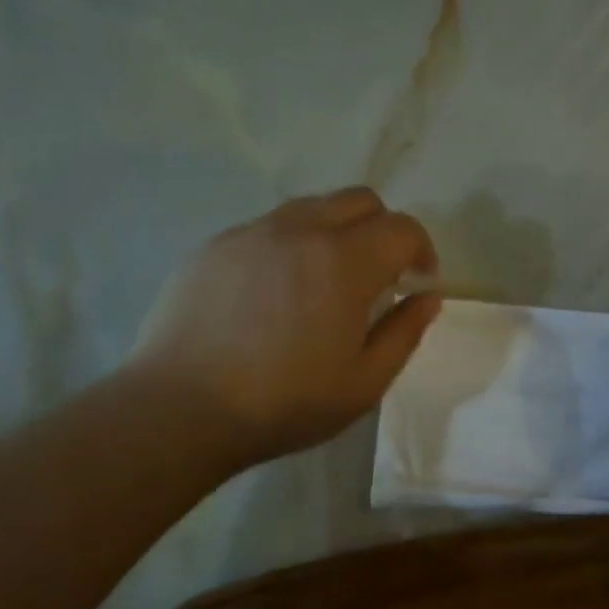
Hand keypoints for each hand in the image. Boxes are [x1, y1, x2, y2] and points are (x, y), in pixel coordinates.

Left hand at [131, 189, 439, 471]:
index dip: (422, 249)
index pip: (401, 228)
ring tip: (327, 278)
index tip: (419, 280)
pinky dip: (291, 244)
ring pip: (311, 207)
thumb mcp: (364, 383)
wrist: (180, 408)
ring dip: (336, 231)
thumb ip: (404, 333)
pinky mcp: (215, 246)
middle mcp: (299, 231)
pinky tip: (276, 290)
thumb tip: (428, 297)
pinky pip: (268, 227)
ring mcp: (251, 234)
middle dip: (383, 229)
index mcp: (344, 262)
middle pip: (359, 200)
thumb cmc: (284, 402)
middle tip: (379, 274)